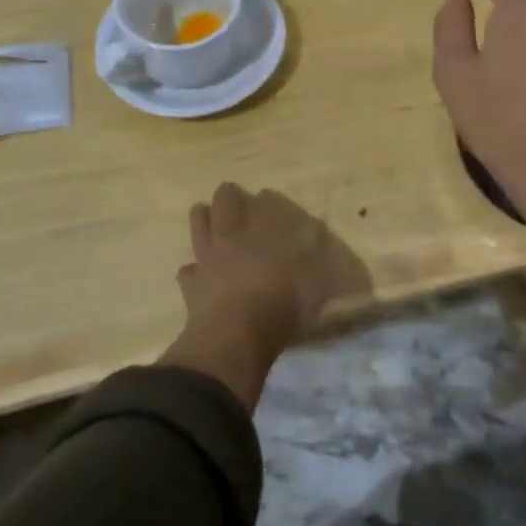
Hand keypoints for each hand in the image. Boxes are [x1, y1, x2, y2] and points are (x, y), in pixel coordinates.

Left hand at [159, 183, 367, 406]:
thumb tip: (337, 258)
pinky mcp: (191, 286)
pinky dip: (191, 268)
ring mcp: (209, 259)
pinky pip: (188, 270)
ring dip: (201, 218)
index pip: (265, 203)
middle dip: (228, 196)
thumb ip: (325, 266)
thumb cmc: (283, 302)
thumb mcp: (318, 283)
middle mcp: (234, 236)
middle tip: (229, 192)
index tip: (267, 196)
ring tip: (201, 211)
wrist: (236, 333)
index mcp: (265, 230)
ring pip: (199, 227)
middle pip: (225, 204)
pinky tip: (193, 270)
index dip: (267, 199)